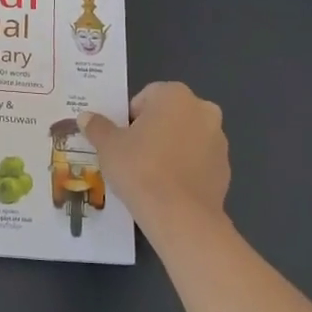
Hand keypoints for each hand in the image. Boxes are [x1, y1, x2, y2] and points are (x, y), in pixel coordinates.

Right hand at [80, 83, 229, 245]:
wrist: (180, 216)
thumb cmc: (140, 168)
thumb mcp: (108, 146)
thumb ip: (97, 127)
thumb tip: (85, 116)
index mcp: (175, 95)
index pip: (146, 97)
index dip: (129, 118)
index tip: (121, 140)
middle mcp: (203, 110)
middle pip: (169, 115)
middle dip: (153, 130)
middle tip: (133, 155)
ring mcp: (219, 140)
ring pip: (186, 138)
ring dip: (171, 149)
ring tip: (150, 175)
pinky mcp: (225, 169)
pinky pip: (198, 161)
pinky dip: (185, 169)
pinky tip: (169, 189)